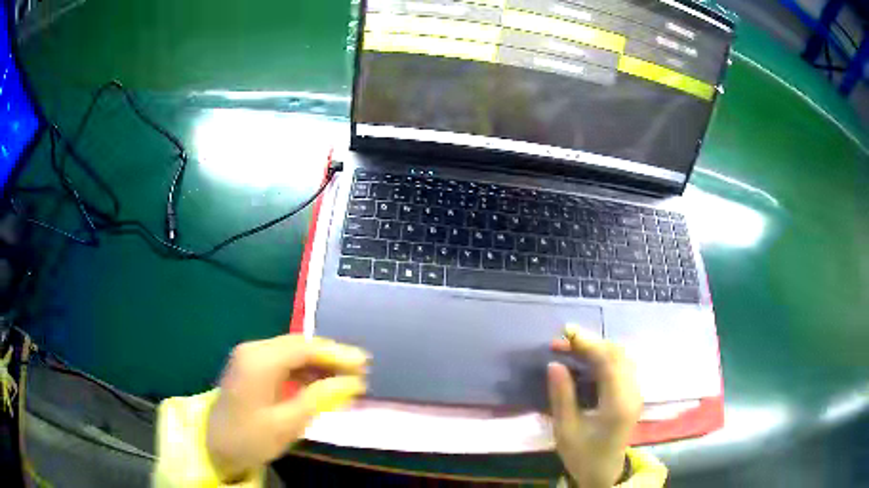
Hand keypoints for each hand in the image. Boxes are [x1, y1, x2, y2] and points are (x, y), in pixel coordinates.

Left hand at [206, 335, 368, 481]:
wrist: (215, 445)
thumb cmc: (250, 437)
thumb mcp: (287, 423)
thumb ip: (318, 398)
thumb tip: (351, 381)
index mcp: (259, 361)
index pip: (304, 348)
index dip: (336, 354)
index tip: (364, 364)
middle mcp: (253, 350)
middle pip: (299, 346)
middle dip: (331, 357)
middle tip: (360, 371)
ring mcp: (250, 356)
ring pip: (292, 352)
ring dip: (319, 364)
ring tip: (346, 379)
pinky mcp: (251, 366)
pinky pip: (283, 362)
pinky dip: (304, 371)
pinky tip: (321, 384)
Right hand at [549, 326, 642, 487]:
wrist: (604, 472)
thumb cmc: (582, 455)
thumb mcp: (566, 430)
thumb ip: (562, 396)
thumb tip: (555, 364)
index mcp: (617, 404)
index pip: (608, 361)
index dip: (588, 343)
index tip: (565, 333)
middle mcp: (632, 393)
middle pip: (618, 353)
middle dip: (591, 342)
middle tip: (563, 341)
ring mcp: (636, 392)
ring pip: (622, 356)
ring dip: (598, 347)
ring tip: (572, 347)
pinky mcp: (633, 394)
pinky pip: (623, 365)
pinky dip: (605, 356)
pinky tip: (588, 359)